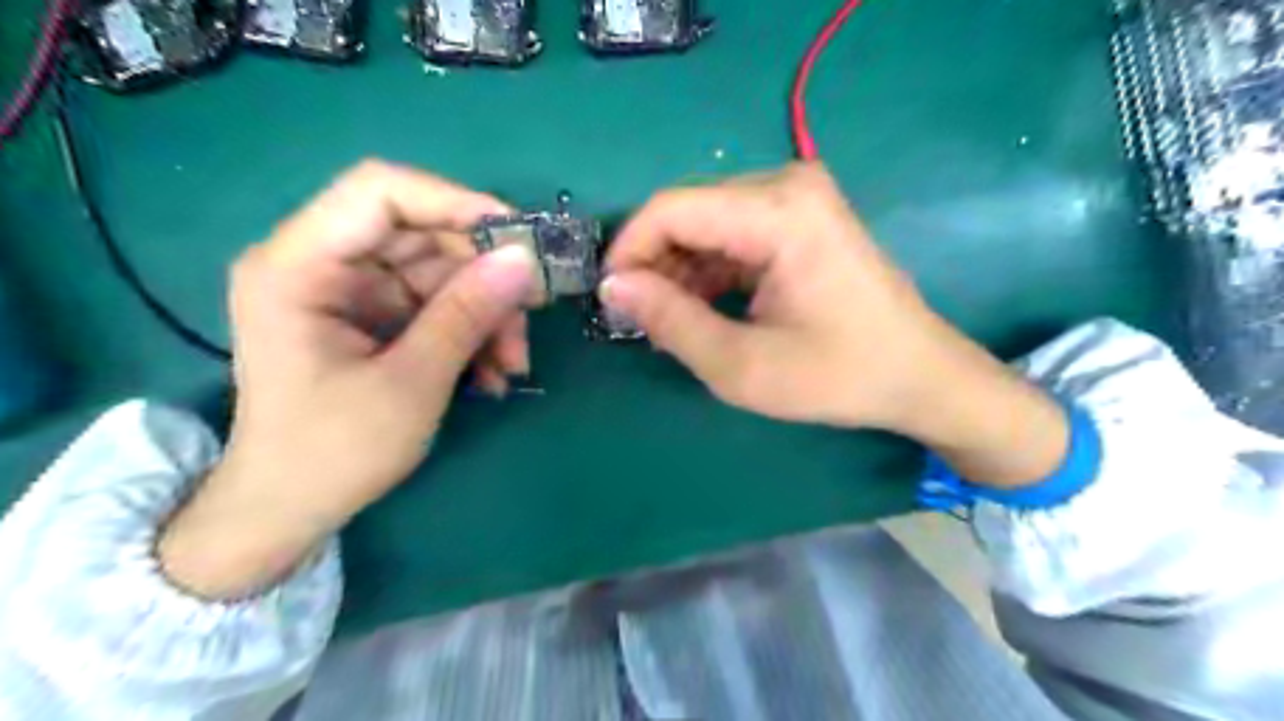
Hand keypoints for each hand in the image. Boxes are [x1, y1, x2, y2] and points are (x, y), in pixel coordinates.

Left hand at [159, 160, 537, 597]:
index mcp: (298, 266)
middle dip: (483, 275)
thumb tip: (524, 261)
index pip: (379, 193)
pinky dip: (470, 332)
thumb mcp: (411, 383)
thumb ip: (466, 315)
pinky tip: (492, 373)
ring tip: (513, 364)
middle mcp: (320, 263)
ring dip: (485, 312)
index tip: (519, 238)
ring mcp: (349, 291)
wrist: (289, 509)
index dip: (454, 202)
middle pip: (420, 234)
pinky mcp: (372, 316)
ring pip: (438, 272)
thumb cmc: (334, 453)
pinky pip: (435, 304)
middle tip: (532, 311)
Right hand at [605, 164, 950, 432]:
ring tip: (671, 322)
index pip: (671, 209)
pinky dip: (707, 269)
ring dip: (679, 269)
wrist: (920, 375)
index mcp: (780, 211)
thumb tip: (612, 287)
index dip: (629, 250)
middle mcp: (788, 184)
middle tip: (641, 320)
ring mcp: (798, 196)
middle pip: (688, 211)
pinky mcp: (801, 216)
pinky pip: (732, 232)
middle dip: (654, 264)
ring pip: (706, 222)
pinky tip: (702, 309)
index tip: (610, 299)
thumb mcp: (742, 365)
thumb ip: (671, 322)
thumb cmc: (839, 376)